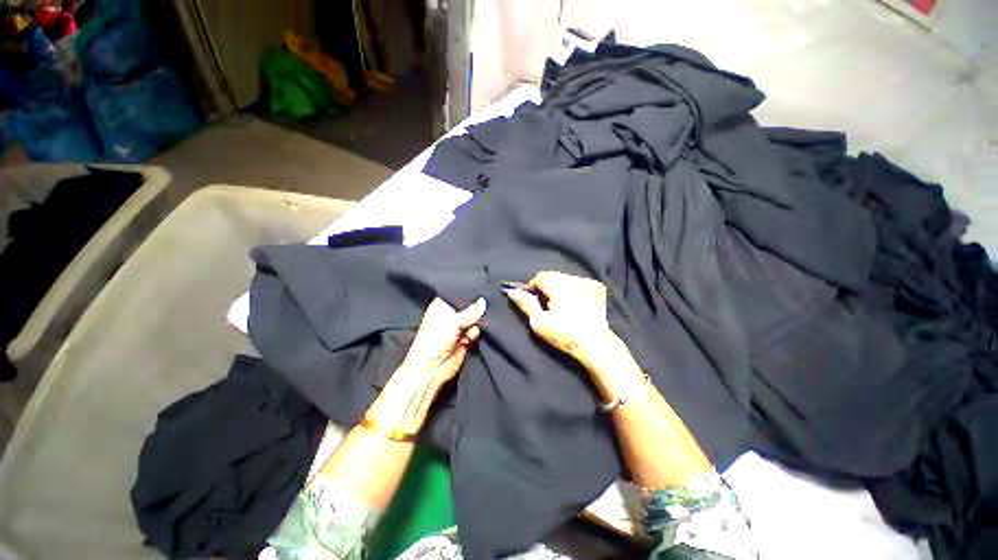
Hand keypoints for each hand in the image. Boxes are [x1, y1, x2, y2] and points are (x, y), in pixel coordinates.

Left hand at [398, 297, 486, 383]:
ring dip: (475, 323)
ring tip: (468, 327)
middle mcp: (450, 315)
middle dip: (475, 309)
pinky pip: (476, 331)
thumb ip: (471, 311)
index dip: (467, 294)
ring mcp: (458, 328)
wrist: (432, 368)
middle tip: (480, 307)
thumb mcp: (453, 321)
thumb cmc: (434, 340)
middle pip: (469, 307)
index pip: (457, 295)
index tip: (479, 291)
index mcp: (442, 306)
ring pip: (474, 319)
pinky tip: (468, 337)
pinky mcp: (465, 339)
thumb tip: (483, 302)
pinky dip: (475, 333)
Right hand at [504, 271, 614, 363]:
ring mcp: (588, 281)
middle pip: (553, 276)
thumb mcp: (539, 322)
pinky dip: (574, 289)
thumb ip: (525, 303)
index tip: (534, 301)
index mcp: (558, 284)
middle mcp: (574, 278)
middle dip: (547, 287)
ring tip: (562, 306)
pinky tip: (575, 304)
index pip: (539, 277)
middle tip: (548, 306)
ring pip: (566, 278)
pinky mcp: (598, 287)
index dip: (533, 288)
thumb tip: (511, 291)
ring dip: (560, 287)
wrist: (595, 344)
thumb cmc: (564, 334)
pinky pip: (579, 282)